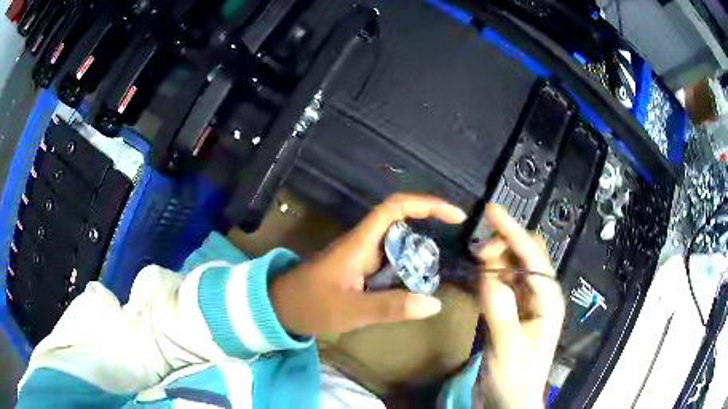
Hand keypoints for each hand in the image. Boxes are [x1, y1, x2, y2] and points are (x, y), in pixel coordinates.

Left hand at [270, 193, 466, 335]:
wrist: (279, 308)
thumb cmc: (310, 305)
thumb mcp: (351, 311)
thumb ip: (391, 307)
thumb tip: (434, 303)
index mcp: (360, 243)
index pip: (395, 208)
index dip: (427, 204)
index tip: (454, 215)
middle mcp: (363, 243)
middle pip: (401, 223)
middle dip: (429, 229)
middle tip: (454, 250)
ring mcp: (360, 255)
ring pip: (396, 244)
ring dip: (419, 253)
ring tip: (438, 273)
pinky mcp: (358, 268)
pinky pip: (389, 261)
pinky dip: (406, 269)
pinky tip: (416, 286)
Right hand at [475, 205, 564, 408]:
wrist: (508, 402)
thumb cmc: (515, 378)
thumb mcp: (508, 348)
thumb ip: (501, 311)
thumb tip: (487, 275)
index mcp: (548, 300)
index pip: (533, 258)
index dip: (513, 232)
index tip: (491, 211)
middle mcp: (541, 295)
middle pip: (525, 255)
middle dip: (504, 245)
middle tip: (478, 256)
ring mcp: (526, 302)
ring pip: (512, 267)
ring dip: (495, 260)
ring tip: (477, 267)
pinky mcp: (512, 311)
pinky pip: (502, 283)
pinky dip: (490, 276)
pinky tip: (480, 280)